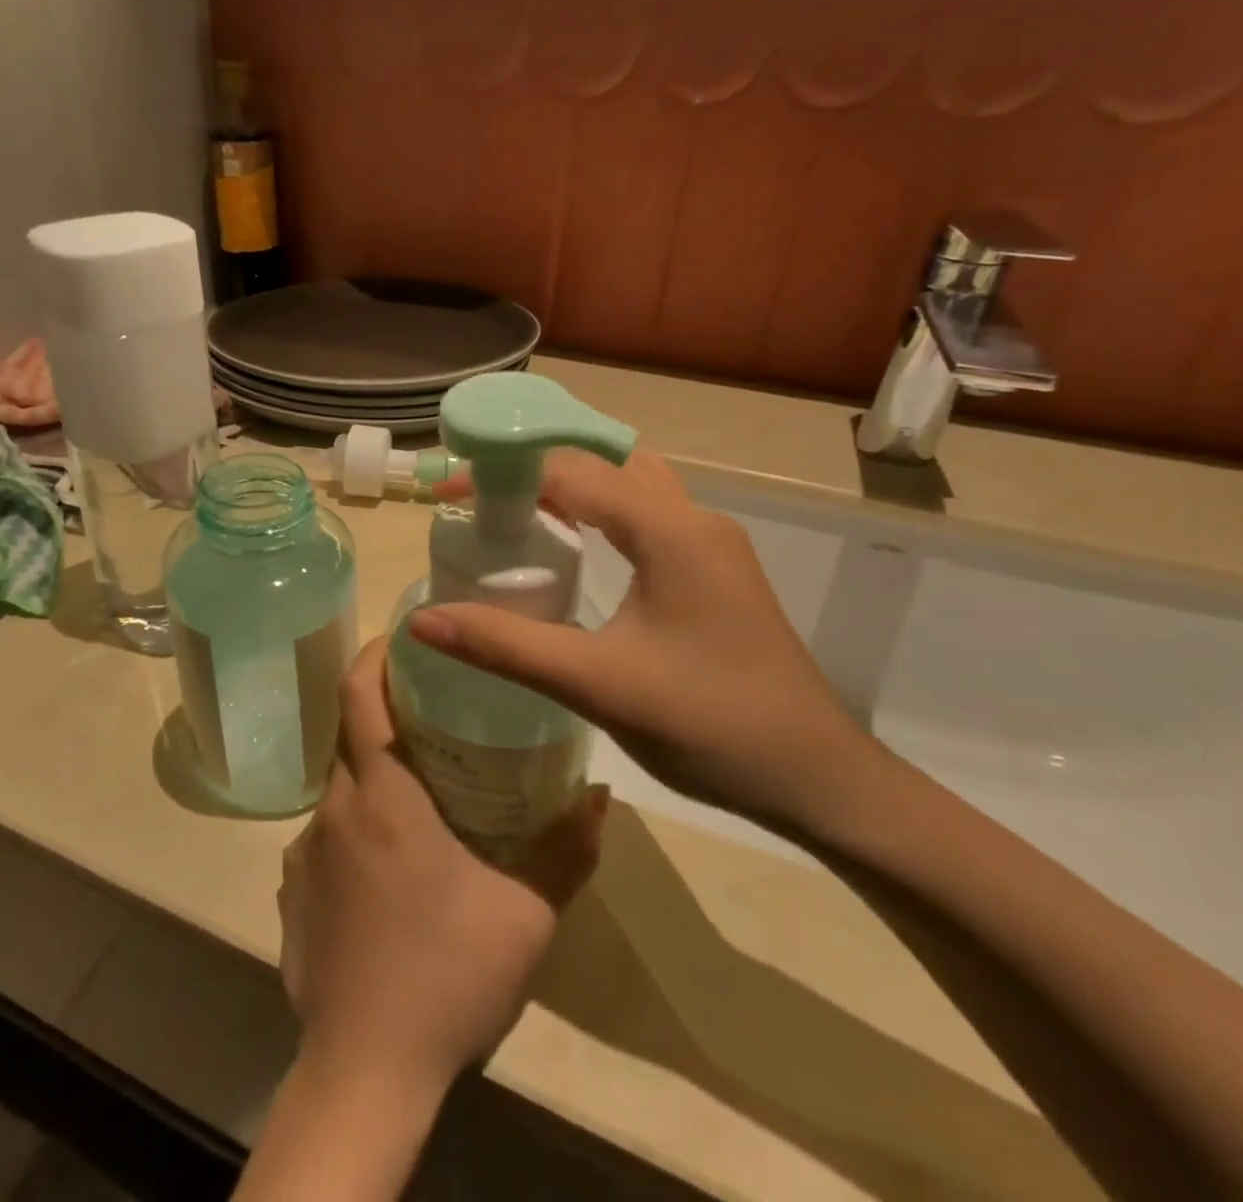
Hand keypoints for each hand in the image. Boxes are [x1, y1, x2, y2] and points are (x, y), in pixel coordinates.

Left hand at [277, 638, 607, 1094]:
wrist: (364, 1072)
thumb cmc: (448, 976)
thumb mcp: (527, 913)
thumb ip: (568, 848)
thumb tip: (600, 795)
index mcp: (382, 794)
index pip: (358, 693)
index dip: (376, 653)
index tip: (404, 637)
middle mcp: (333, 808)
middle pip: (350, 733)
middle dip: (385, 711)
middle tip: (434, 712)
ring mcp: (304, 850)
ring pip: (340, 786)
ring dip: (375, 775)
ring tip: (423, 796)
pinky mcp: (292, 889)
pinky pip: (326, 834)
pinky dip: (357, 826)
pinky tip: (391, 870)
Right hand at [413, 450, 887, 840]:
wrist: (818, 779)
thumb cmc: (710, 726)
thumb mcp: (597, 684)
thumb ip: (506, 646)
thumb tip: (423, 620)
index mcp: (669, 530)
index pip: (570, 472)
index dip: (501, 474)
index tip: (446, 494)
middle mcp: (694, 519)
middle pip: (604, 463)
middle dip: (537, 468)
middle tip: (479, 498)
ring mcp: (711, 544)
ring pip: (631, 485)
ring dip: (574, 487)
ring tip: (516, 511)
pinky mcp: (715, 571)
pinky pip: (647, 516)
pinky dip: (601, 513)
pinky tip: (574, 546)